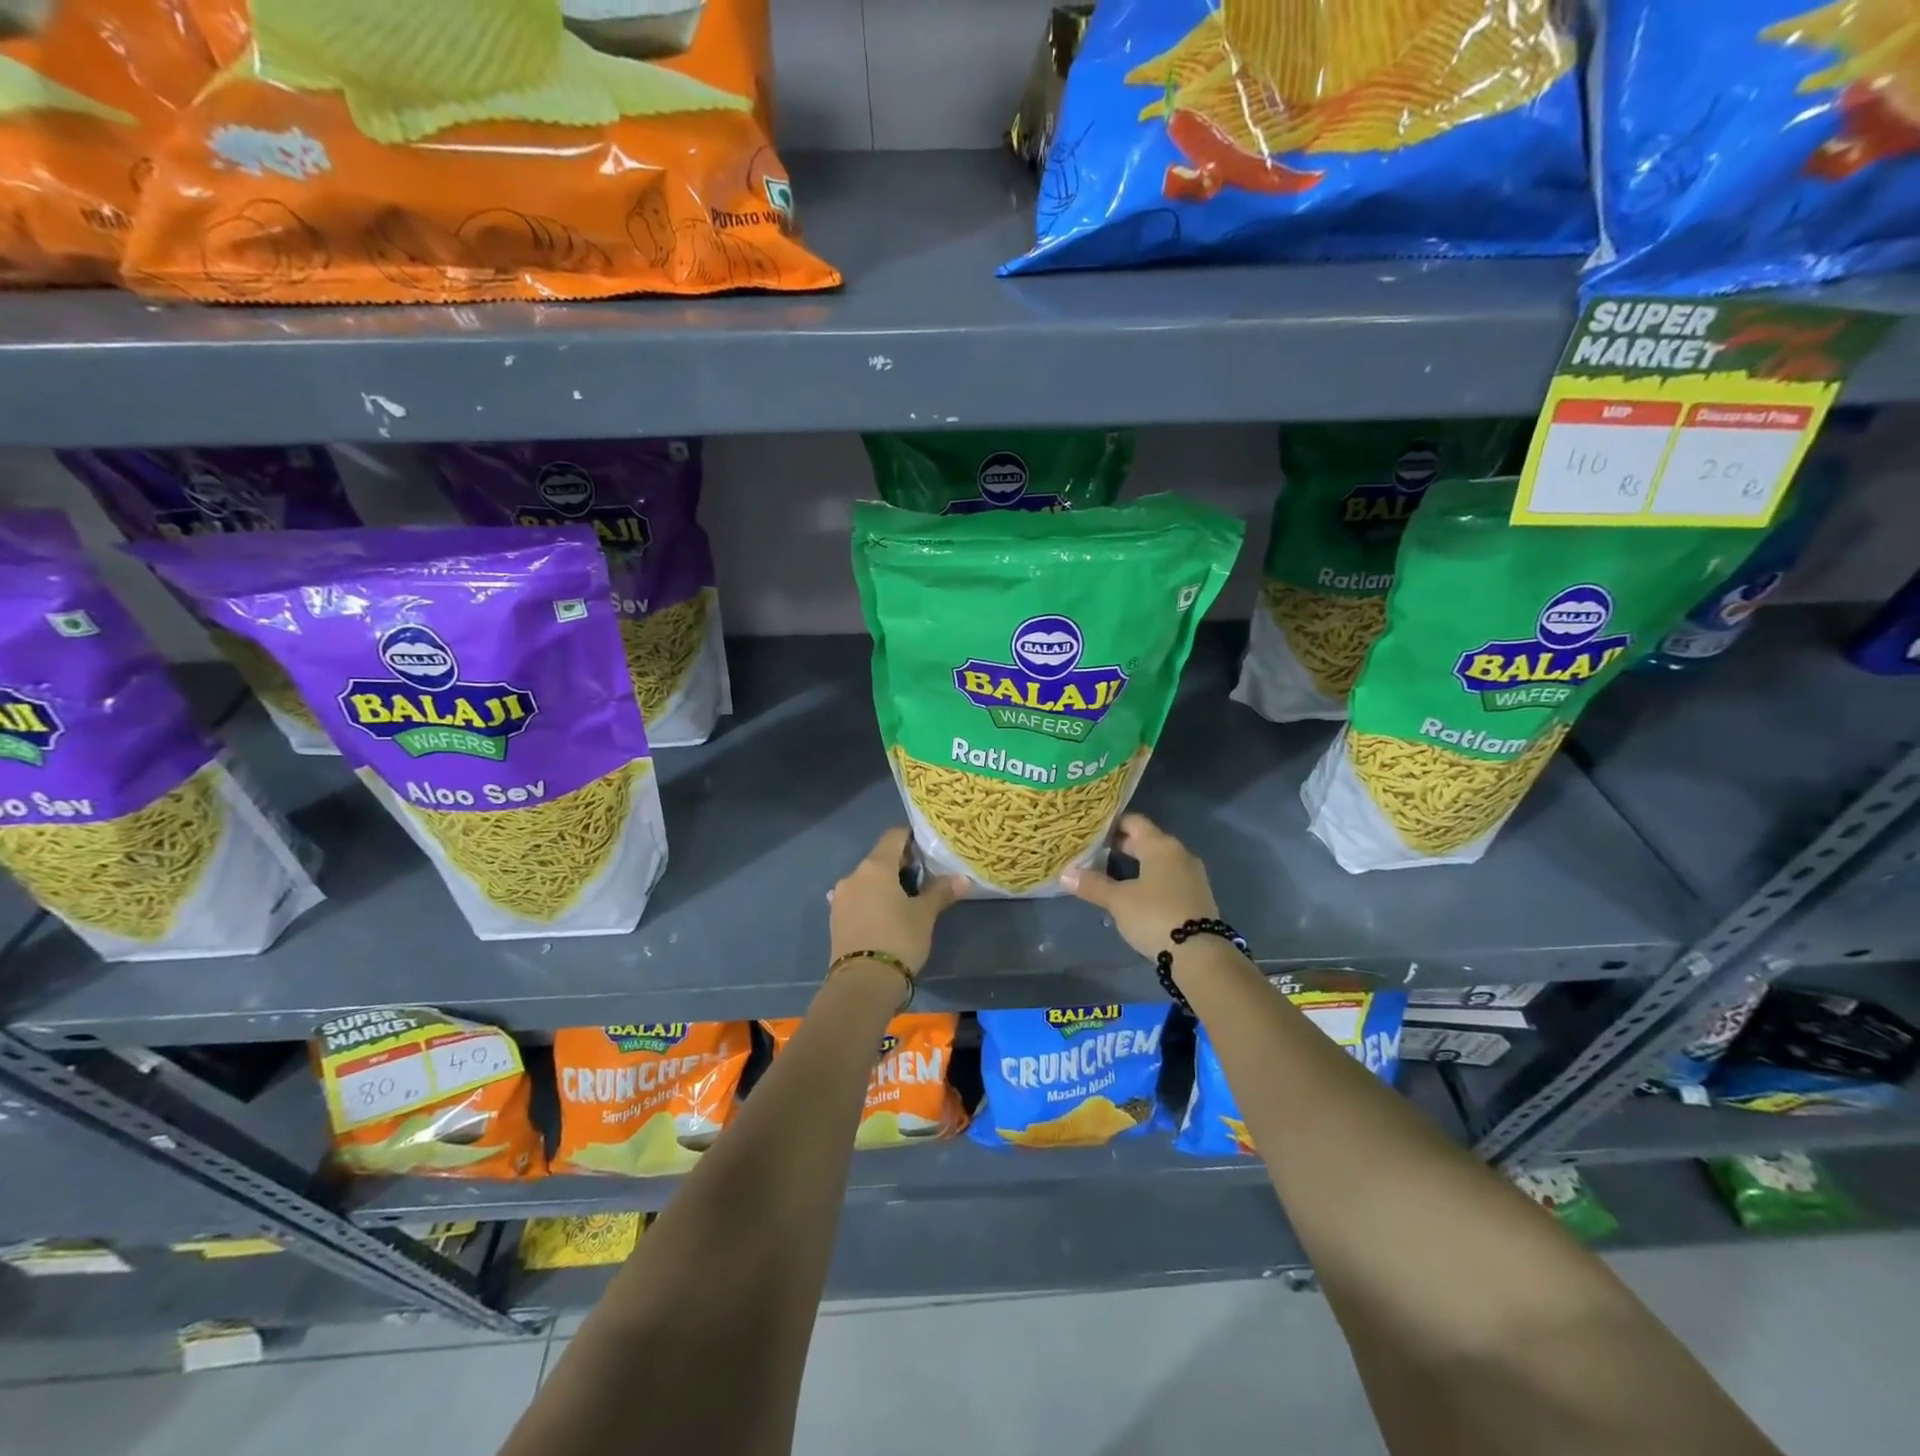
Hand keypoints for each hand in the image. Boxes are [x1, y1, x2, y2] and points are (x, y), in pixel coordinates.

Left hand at [828, 828, 966, 975]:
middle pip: (879, 858)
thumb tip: (963, 878)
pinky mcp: (835, 918)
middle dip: (901, 864)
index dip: (912, 838)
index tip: (928, 850)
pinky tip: (884, 915)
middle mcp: (853, 875)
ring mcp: (840, 897)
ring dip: (884, 884)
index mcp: (875, 866)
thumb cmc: (898, 939)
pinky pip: (857, 899)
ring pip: (867, 880)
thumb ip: (941, 892)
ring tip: (905, 900)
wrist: (862, 983)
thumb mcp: (924, 915)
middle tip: (923, 878)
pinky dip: (871, 900)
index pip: (894, 836)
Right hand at [1060, 813, 1218, 959]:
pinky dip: (1150, 879)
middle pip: (1146, 840)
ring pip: (1158, 860)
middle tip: (1094, 852)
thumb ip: (1093, 885)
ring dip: (1136, 864)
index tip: (1090, 830)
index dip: (1111, 824)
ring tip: (1109, 873)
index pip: (1133, 822)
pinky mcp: (1196, 896)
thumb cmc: (1155, 916)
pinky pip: (1168, 877)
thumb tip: (1065, 874)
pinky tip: (1134, 893)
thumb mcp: (1118, 901)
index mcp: (1160, 845)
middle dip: (1121, 845)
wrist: (1200, 954)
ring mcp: (1191, 875)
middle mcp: (1179, 853)